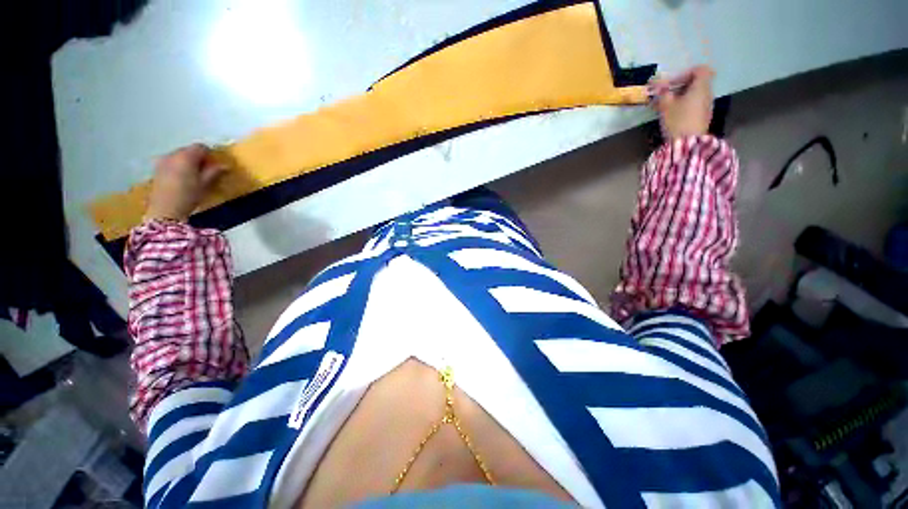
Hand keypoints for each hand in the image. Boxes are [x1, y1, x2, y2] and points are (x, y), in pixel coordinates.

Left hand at [145, 144, 225, 221]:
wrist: (165, 210)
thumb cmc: (189, 196)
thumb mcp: (205, 184)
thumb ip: (214, 172)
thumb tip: (225, 165)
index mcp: (186, 156)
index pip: (200, 147)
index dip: (209, 154)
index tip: (215, 164)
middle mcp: (173, 154)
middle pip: (188, 150)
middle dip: (198, 157)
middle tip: (206, 170)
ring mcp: (162, 161)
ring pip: (179, 156)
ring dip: (188, 162)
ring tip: (194, 175)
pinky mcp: (157, 169)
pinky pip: (171, 162)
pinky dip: (179, 166)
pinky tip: (182, 178)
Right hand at [651, 65, 714, 139]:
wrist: (688, 143)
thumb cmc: (678, 120)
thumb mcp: (666, 105)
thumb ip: (662, 93)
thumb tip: (657, 84)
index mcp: (701, 87)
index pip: (700, 70)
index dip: (685, 73)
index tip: (672, 82)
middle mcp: (707, 93)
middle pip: (697, 82)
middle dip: (680, 85)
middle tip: (665, 94)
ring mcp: (706, 105)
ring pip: (694, 94)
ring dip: (680, 96)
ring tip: (665, 105)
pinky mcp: (703, 116)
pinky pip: (694, 104)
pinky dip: (684, 104)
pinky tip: (672, 113)